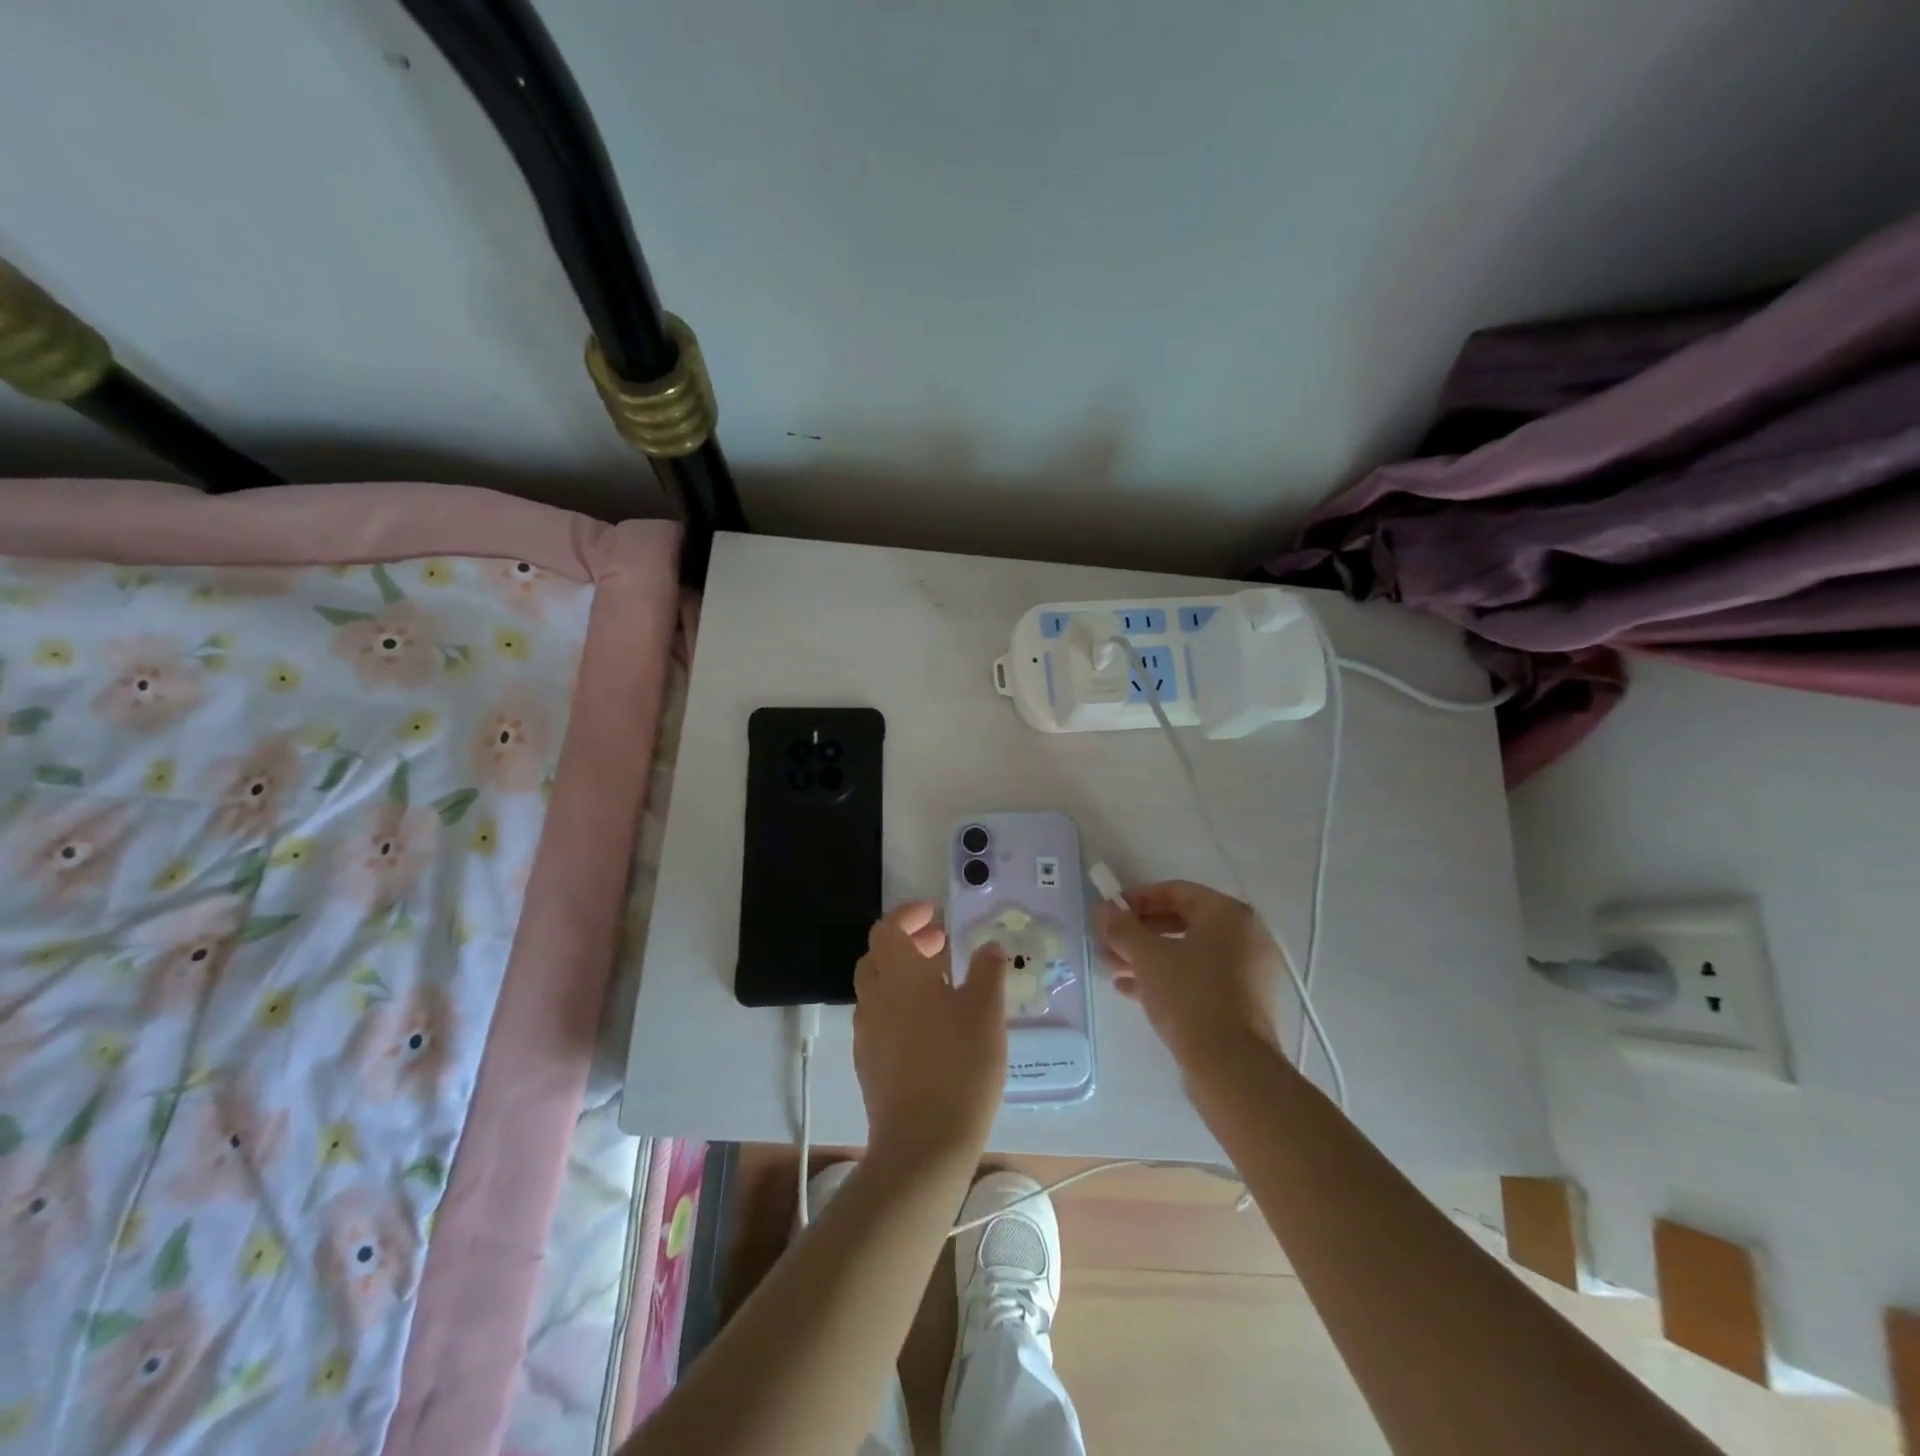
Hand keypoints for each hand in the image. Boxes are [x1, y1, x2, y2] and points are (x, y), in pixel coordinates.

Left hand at [853, 902, 1007, 1165]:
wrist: (922, 1142)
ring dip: (901, 975)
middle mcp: (875, 996)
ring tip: (939, 985)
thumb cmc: (960, 1065)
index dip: (908, 915)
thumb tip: (989, 946)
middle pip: (877, 956)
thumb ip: (987, 971)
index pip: (888, 929)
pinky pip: (877, 1018)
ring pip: (876, 988)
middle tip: (940, 945)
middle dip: (906, 943)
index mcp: (900, 974)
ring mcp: (866, 1032)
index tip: (934, 915)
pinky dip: (897, 1006)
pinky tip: (927, 1027)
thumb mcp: (986, 1012)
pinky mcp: (867, 1063)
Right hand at [1095, 880, 1285, 1065]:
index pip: (1178, 891)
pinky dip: (1165, 978)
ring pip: (1187, 953)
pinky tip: (1128, 989)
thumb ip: (1122, 928)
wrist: (1232, 1067)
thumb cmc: (1190, 996)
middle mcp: (1245, 938)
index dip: (1139, 897)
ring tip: (1111, 966)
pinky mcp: (1240, 1004)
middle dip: (1139, 932)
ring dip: (1147, 957)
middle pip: (1182, 922)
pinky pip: (1197, 979)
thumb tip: (1102, 909)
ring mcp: (1246, 973)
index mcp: (1229, 915)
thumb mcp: (1148, 956)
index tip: (1110, 910)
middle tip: (1107, 941)